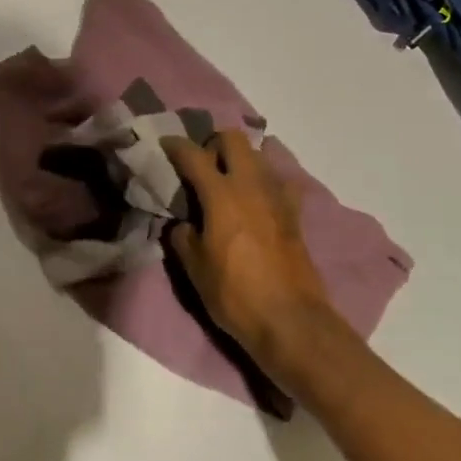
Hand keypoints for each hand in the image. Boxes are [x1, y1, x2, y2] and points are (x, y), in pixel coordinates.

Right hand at [162, 131, 338, 374]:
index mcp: (221, 194)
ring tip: (227, 181)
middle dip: (214, 144)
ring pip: (258, 155)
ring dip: (240, 160)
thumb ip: (183, 236)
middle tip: (202, 165)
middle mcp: (250, 185)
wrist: (290, 321)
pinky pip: (279, 182)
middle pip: (233, 139)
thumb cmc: (235, 294)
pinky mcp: (295, 214)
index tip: (165, 145)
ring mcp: (277, 197)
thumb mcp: (195, 267)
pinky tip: (257, 200)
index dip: (175, 146)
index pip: (193, 155)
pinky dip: (265, 182)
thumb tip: (182, 223)